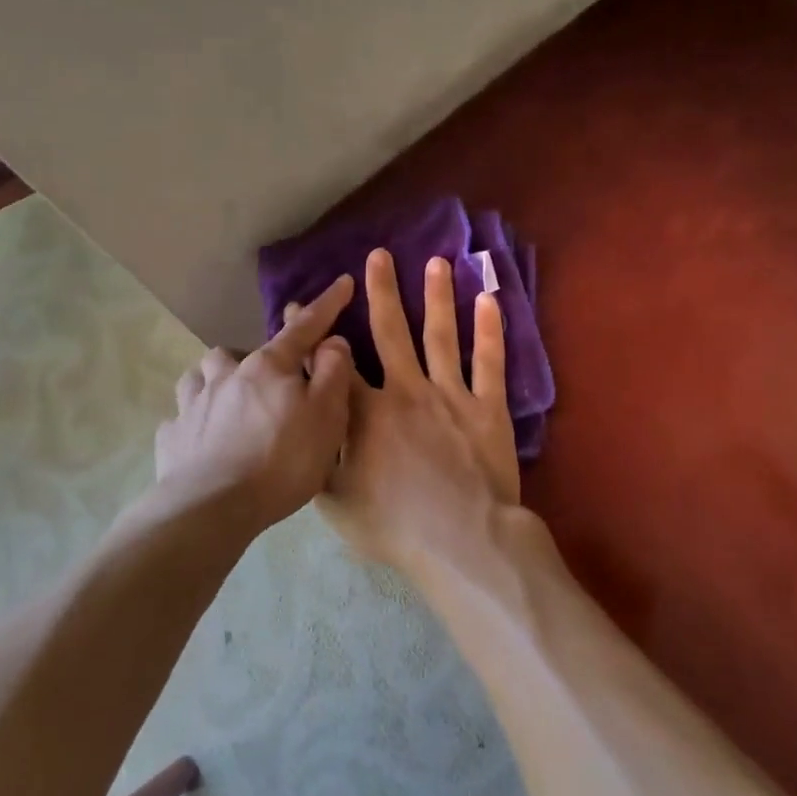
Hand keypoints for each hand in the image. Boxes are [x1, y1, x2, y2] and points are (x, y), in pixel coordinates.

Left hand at [155, 273, 355, 530]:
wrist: (212, 508)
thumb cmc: (281, 461)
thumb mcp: (327, 417)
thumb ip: (334, 373)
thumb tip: (332, 341)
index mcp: (269, 367)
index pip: (303, 327)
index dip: (326, 305)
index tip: (342, 282)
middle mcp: (227, 374)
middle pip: (245, 352)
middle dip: (262, 360)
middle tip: (278, 388)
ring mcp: (193, 403)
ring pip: (204, 375)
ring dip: (219, 380)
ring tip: (232, 402)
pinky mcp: (173, 435)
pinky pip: (184, 416)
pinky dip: (196, 419)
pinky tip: (204, 438)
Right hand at [318, 248, 519, 574]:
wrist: (461, 539)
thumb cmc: (394, 526)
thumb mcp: (336, 501)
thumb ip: (321, 461)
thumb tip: (308, 432)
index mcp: (365, 413)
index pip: (337, 363)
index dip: (320, 332)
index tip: (307, 303)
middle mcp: (406, 391)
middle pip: (391, 333)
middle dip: (382, 292)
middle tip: (379, 255)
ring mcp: (450, 395)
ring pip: (441, 336)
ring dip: (437, 297)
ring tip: (436, 262)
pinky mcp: (487, 408)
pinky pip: (489, 363)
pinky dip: (490, 331)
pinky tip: (488, 300)